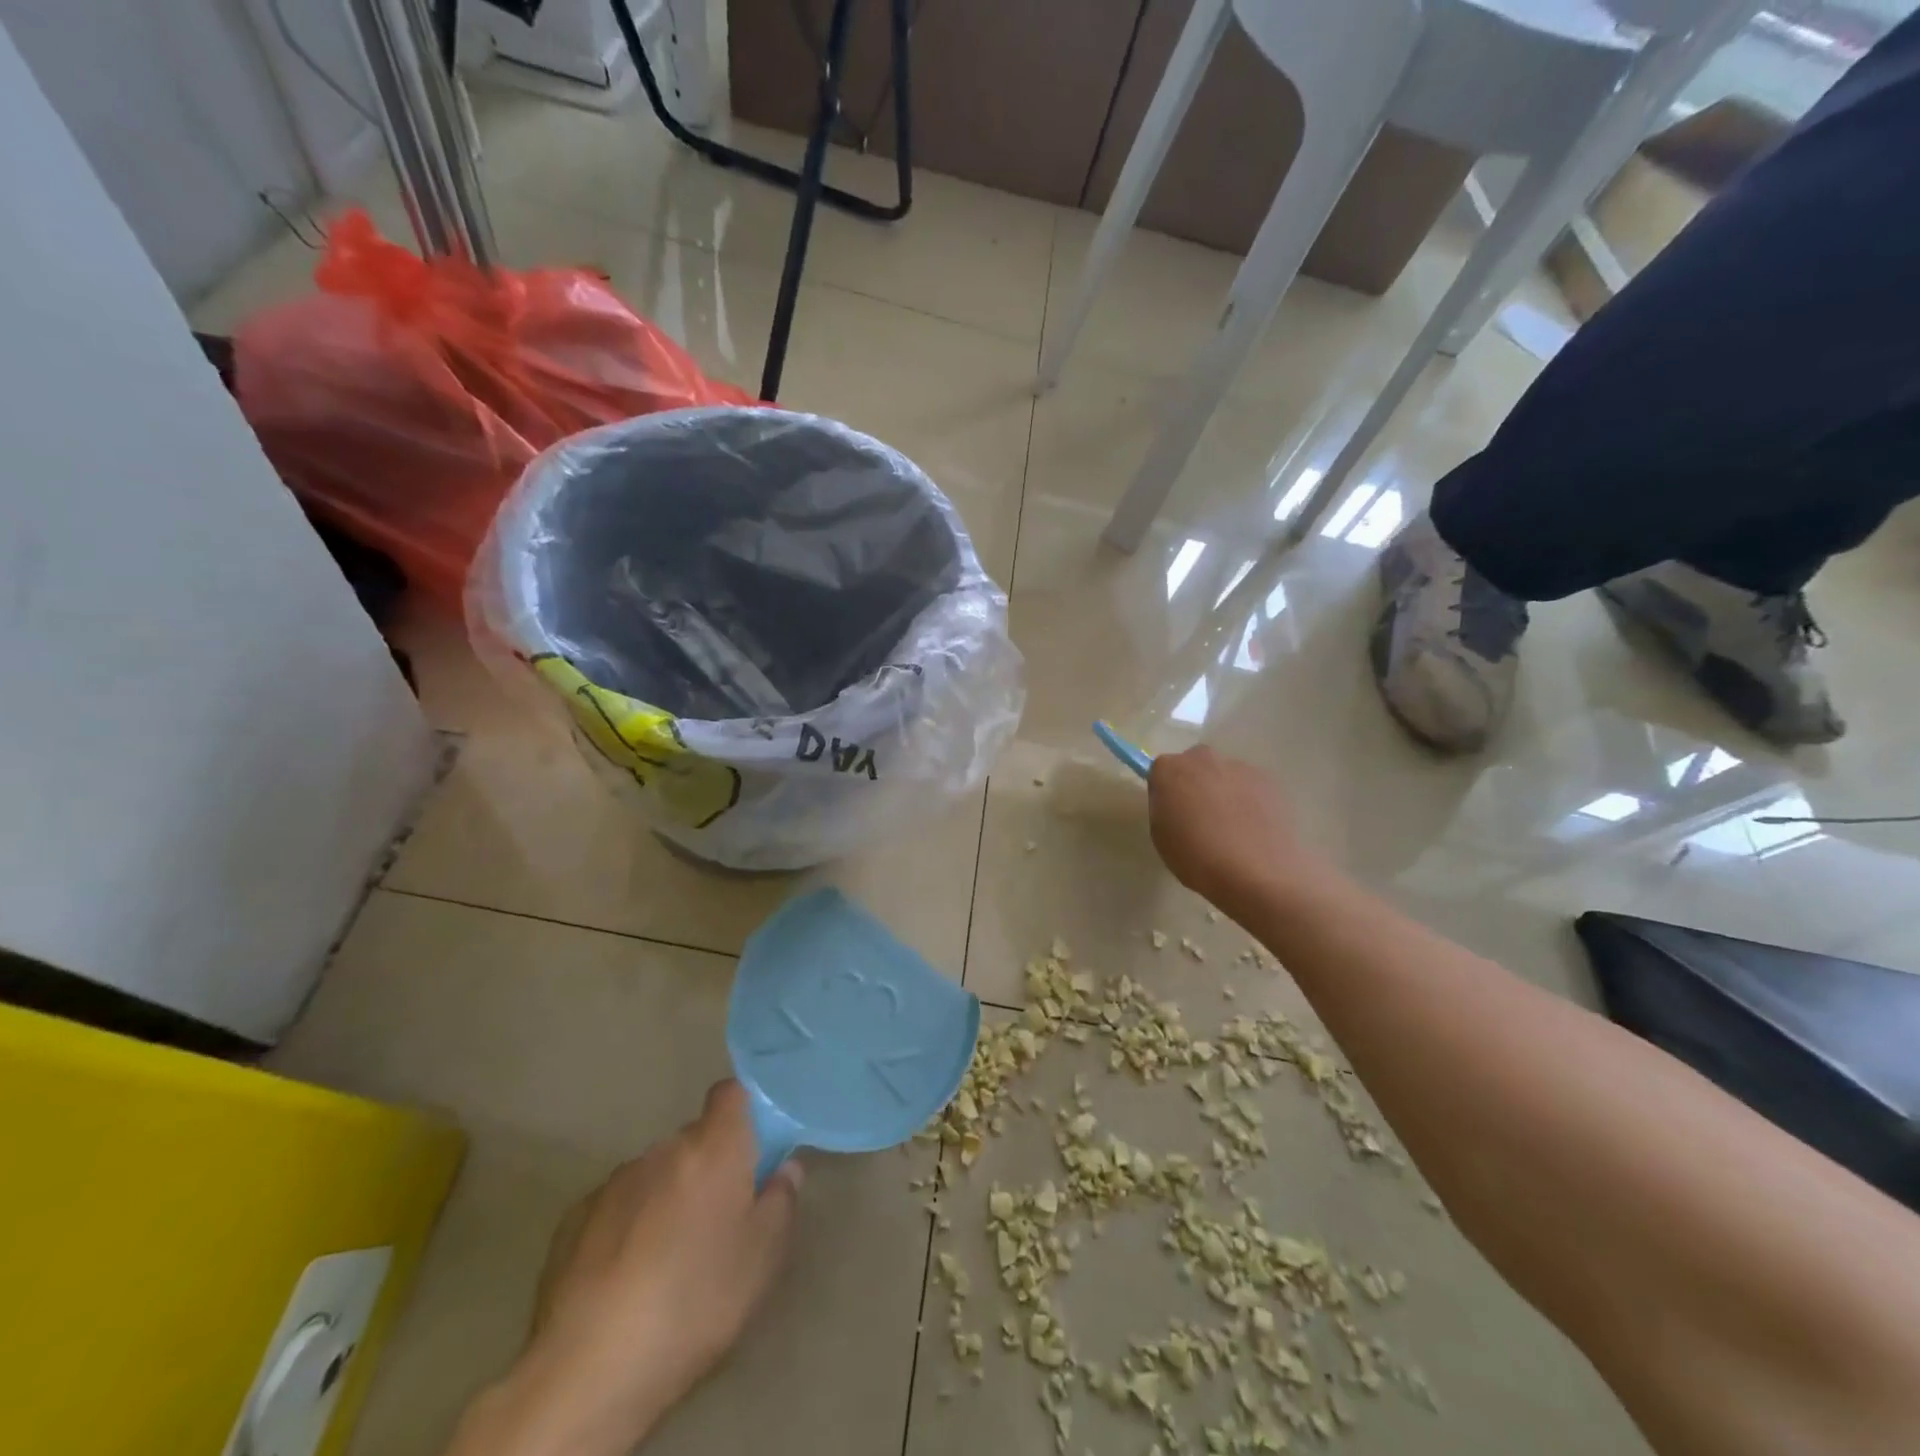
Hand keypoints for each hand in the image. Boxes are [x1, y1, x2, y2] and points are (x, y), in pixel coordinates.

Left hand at [451, 1082, 801, 1455]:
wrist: (590, 1367)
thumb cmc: (696, 1301)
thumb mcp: (763, 1257)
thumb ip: (780, 1201)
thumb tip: (784, 1168)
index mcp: (714, 1148)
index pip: (730, 1094)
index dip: (743, 1112)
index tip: (752, 1149)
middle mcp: (664, 1151)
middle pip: (693, 1141)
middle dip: (706, 1168)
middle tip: (717, 1220)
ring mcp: (614, 1183)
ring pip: (654, 1175)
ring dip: (666, 1198)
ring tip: (667, 1259)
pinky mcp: (574, 1219)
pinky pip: (616, 1207)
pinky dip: (627, 1227)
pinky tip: (626, 1278)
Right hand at [1147, 746, 1319, 913]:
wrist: (1255, 873)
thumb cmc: (1196, 858)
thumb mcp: (1161, 836)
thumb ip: (1165, 808)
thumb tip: (1177, 801)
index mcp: (1170, 770)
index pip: (1161, 771)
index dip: (1166, 792)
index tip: (1172, 813)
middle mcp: (1204, 760)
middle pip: (1195, 764)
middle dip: (1195, 783)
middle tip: (1200, 817)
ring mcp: (1240, 768)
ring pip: (1225, 775)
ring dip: (1224, 792)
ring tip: (1232, 829)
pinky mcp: (1269, 782)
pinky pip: (1250, 787)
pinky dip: (1249, 801)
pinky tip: (1252, 830)